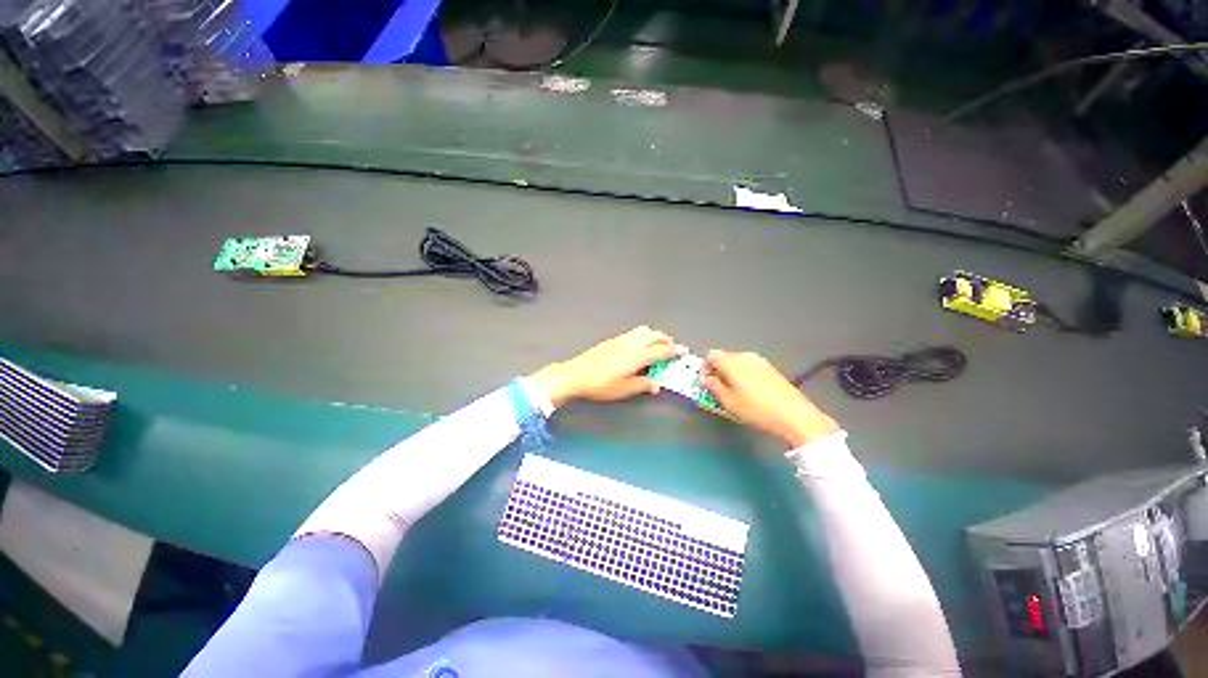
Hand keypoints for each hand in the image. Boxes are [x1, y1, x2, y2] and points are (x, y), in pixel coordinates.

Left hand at [529, 327, 685, 405]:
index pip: (663, 350)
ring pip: (645, 331)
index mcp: (640, 354)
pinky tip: (639, 345)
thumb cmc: (603, 384)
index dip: (675, 351)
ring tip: (657, 346)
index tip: (683, 352)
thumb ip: (643, 385)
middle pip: (656, 336)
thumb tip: (656, 385)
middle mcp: (634, 342)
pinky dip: (644, 336)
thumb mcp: (625, 389)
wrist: (577, 374)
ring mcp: (623, 338)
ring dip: (655, 336)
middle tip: (672, 349)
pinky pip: (635, 332)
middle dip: (667, 341)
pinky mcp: (614, 339)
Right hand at [702, 350, 839, 447]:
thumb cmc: (756, 409)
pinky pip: (750, 366)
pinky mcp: (771, 368)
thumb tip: (705, 378)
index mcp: (731, 362)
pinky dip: (744, 374)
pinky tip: (751, 391)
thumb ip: (713, 386)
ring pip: (737, 362)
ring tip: (735, 392)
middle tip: (719, 389)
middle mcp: (745, 356)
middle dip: (718, 370)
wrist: (794, 415)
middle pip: (724, 357)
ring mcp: (760, 361)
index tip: (707, 382)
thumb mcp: (728, 401)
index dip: (705, 367)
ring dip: (732, 373)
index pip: (711, 355)